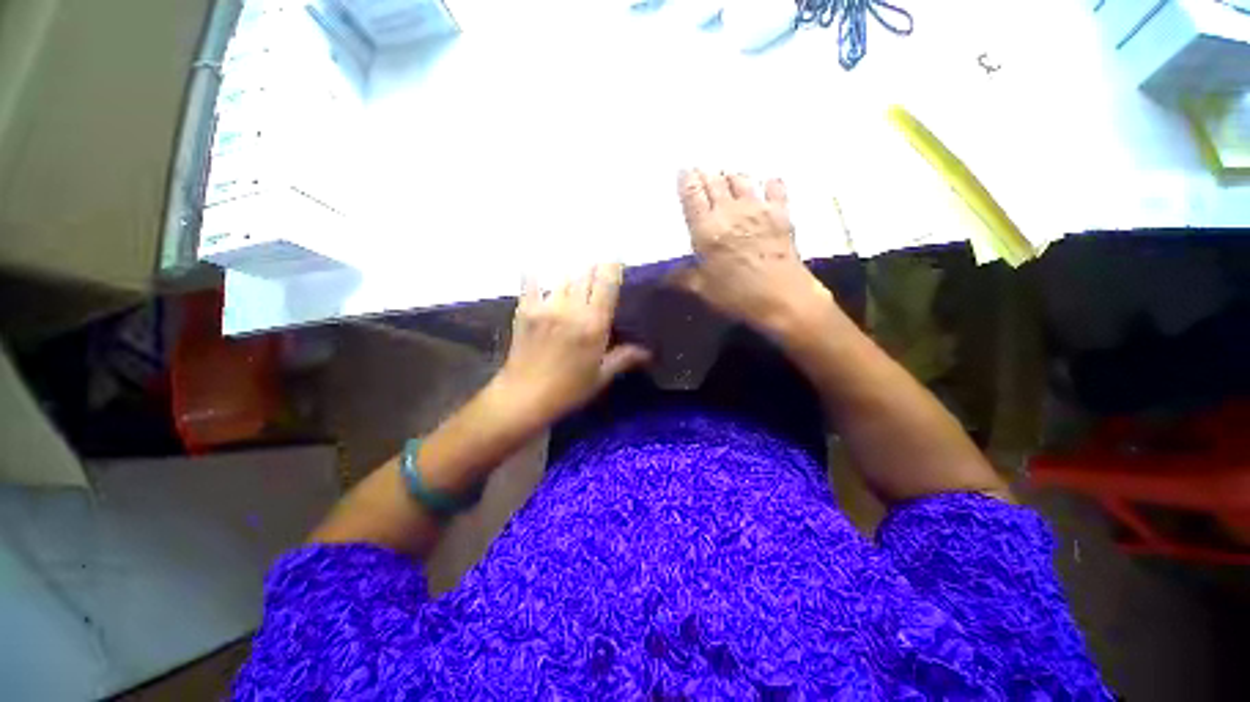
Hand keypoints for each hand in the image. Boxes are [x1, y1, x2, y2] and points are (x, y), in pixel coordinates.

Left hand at [494, 263, 650, 423]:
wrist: (525, 396)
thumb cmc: (568, 389)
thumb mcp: (600, 376)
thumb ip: (624, 358)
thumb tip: (648, 353)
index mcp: (594, 324)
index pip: (607, 283)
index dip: (613, 265)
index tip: (617, 256)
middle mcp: (572, 309)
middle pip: (586, 274)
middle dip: (594, 266)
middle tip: (597, 263)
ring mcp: (547, 306)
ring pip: (563, 276)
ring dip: (572, 271)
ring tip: (574, 267)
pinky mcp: (525, 309)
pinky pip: (531, 281)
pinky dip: (535, 271)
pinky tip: (536, 263)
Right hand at [675, 170, 832, 336]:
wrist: (781, 297)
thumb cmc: (736, 296)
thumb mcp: (702, 290)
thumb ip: (682, 277)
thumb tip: (663, 276)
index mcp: (706, 229)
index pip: (692, 194)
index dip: (686, 179)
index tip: (683, 169)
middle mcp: (730, 211)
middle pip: (715, 182)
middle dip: (706, 174)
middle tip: (702, 171)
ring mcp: (757, 209)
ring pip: (741, 180)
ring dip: (732, 177)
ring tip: (728, 177)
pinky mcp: (781, 213)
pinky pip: (775, 188)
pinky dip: (769, 183)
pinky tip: (766, 184)